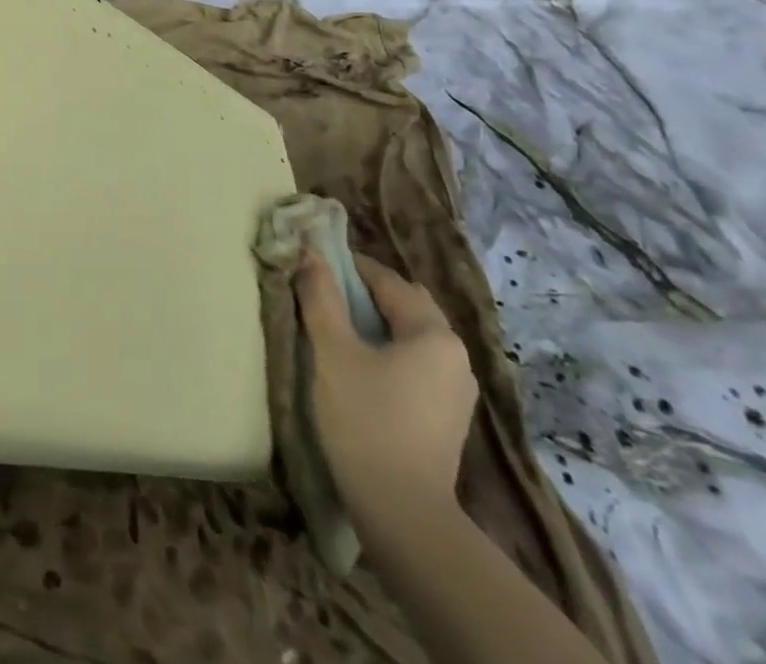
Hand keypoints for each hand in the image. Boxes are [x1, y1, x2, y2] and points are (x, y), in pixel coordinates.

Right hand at [295, 252, 476, 531]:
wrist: (402, 513)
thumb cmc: (366, 419)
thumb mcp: (333, 351)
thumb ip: (321, 296)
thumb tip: (309, 252)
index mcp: (434, 333)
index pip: (388, 280)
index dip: (348, 267)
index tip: (314, 265)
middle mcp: (456, 355)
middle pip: (406, 305)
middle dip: (366, 293)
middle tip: (324, 294)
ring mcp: (457, 390)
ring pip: (412, 336)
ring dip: (378, 324)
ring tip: (338, 329)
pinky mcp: (448, 417)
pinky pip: (417, 364)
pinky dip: (391, 353)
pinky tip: (362, 367)